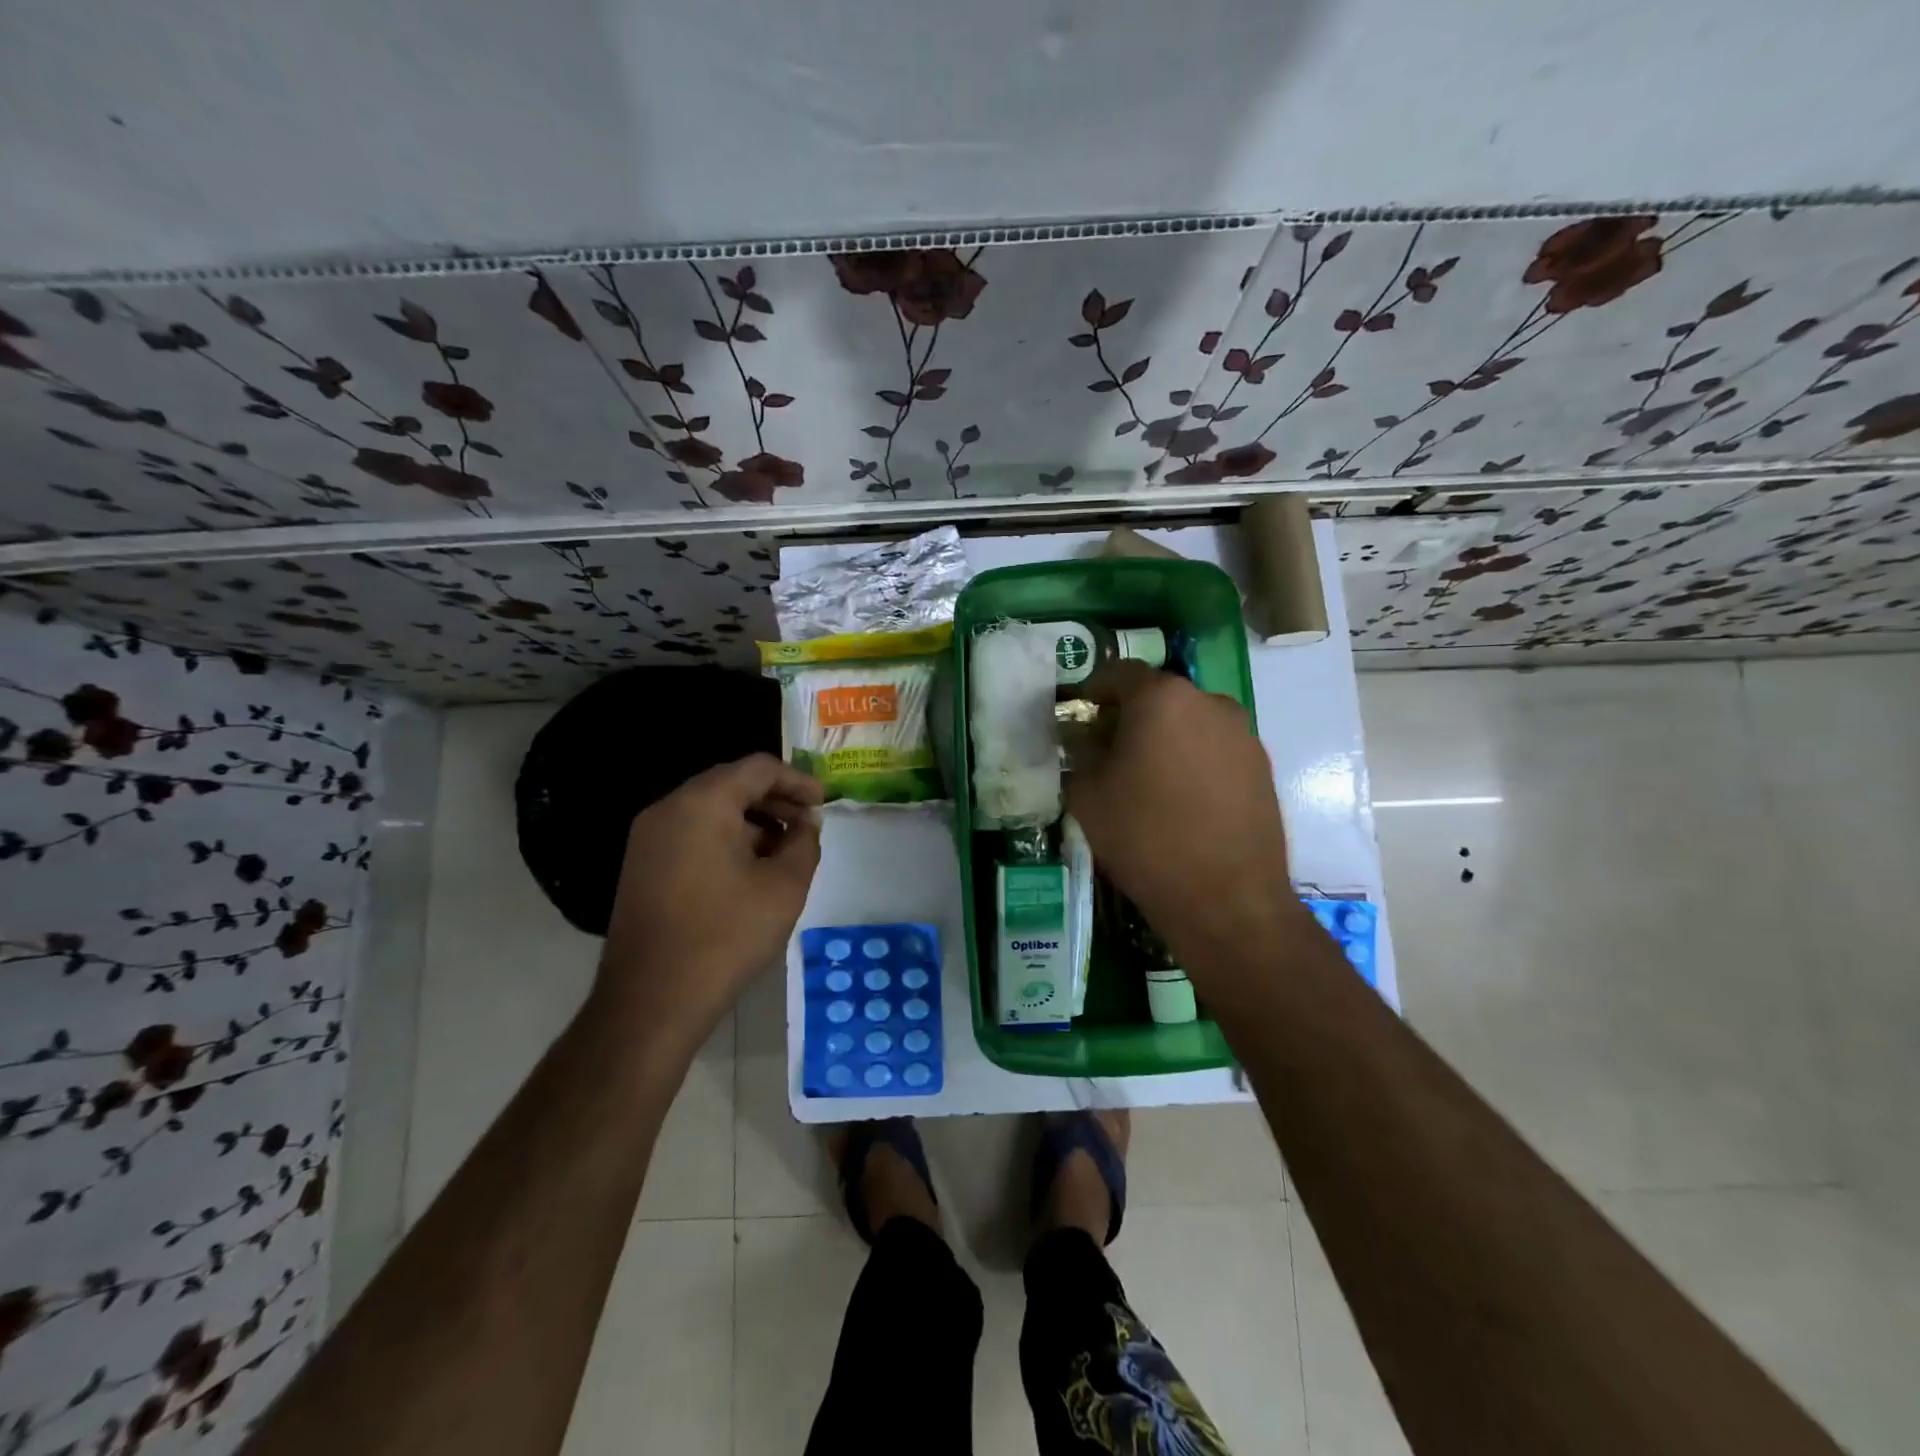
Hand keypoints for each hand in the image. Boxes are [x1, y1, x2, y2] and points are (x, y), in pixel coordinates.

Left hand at [595, 754, 822, 1050]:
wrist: (650, 1001)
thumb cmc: (725, 937)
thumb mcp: (784, 887)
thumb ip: (804, 843)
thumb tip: (806, 822)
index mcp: (702, 803)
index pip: (758, 768)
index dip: (797, 780)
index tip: (823, 803)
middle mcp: (669, 809)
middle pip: (730, 784)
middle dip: (774, 800)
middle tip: (807, 824)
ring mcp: (648, 838)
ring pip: (710, 810)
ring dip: (751, 821)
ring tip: (783, 851)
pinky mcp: (641, 865)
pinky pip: (690, 833)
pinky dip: (725, 838)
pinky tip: (748, 870)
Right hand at [1066, 662, 1305, 978]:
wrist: (1226, 898)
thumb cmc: (1145, 837)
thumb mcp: (1088, 794)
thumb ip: (1080, 753)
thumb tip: (1084, 738)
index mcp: (1162, 698)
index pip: (1119, 673)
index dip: (1093, 690)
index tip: (1080, 715)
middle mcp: (1208, 702)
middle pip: (1158, 696)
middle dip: (1130, 716)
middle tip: (1109, 750)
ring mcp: (1242, 733)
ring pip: (1190, 722)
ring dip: (1165, 738)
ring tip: (1147, 779)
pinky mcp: (1262, 766)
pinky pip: (1215, 749)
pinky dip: (1193, 760)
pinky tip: (1182, 800)